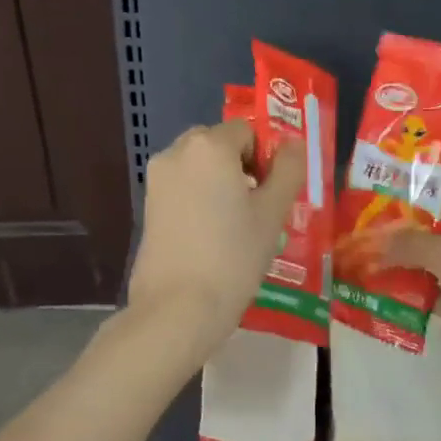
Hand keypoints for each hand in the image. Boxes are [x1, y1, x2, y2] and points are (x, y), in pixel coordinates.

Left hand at [126, 119, 305, 345]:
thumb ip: (288, 170)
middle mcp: (176, 152)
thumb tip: (293, 144)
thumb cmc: (232, 256)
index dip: (266, 158)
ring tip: (235, 227)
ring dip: (220, 184)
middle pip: (219, 145)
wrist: (177, 309)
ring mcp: (156, 180)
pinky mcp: (147, 206)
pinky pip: (182, 189)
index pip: (247, 131)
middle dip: (241, 168)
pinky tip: (210, 237)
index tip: (273, 195)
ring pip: (199, 167)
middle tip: (257, 209)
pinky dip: (199, 200)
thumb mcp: (272, 213)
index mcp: (209, 146)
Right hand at [385, 147, 440, 416]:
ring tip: (355, 225)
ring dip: (399, 237)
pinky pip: (430, 280)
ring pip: (433, 240)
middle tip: (359, 180)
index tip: (398, 130)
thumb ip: (411, 243)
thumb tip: (370, 239)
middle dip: (404, 189)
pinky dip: (404, 278)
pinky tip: (369, 276)